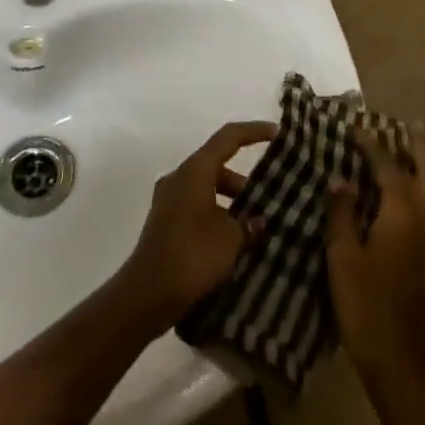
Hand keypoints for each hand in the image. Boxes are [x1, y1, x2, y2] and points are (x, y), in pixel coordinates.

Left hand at [118, 120, 274, 324]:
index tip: (277, 133)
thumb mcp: (230, 239)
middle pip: (217, 165)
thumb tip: (258, 221)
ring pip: (207, 188)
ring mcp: (168, 199)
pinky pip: (196, 206)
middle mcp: (179, 177)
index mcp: (195, 170)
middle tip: (270, 198)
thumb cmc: (192, 255)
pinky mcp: (164, 222)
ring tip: (255, 226)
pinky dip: (216, 214)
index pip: (228, 137)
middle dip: (244, 180)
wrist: (147, 293)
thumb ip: (248, 224)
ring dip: (231, 201)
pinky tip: (232, 242)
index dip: (254, 131)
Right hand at [327, 125, 424, 383]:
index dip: (370, 145)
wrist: (403, 360)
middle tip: (405, 124)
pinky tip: (414, 191)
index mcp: (402, 211)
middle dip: (416, 145)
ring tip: (412, 149)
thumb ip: (342, 213)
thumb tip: (340, 179)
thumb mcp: (343, 257)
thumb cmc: (367, 304)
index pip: (386, 165)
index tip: (354, 128)